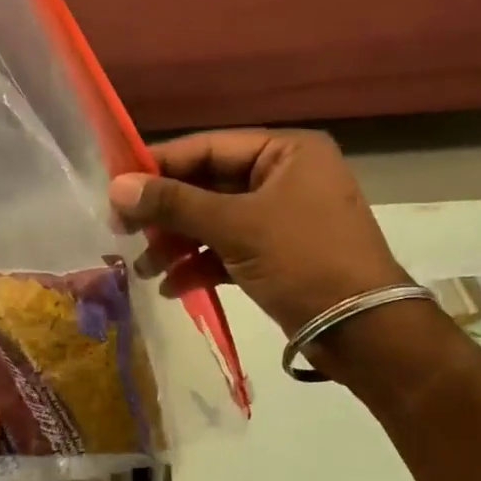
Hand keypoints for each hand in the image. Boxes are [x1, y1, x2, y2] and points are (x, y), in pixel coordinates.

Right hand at [109, 129, 407, 335]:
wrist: (365, 332)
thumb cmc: (304, 261)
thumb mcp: (236, 227)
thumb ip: (175, 204)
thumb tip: (116, 187)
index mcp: (287, 152)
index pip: (209, 148)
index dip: (160, 166)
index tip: (116, 186)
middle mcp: (286, 177)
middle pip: (209, 185)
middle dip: (167, 213)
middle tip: (121, 231)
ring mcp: (282, 218)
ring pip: (216, 221)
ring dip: (178, 243)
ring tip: (143, 267)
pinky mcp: (279, 255)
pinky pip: (230, 250)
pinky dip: (202, 265)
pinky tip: (171, 287)